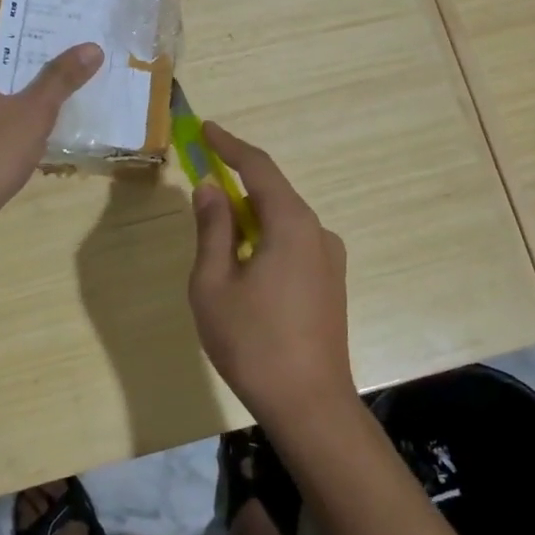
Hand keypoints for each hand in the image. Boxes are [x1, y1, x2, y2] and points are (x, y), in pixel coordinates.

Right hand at [187, 123, 356, 433]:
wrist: (310, 405)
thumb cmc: (253, 342)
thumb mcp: (214, 283)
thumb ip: (212, 228)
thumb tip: (210, 188)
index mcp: (292, 224)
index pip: (258, 167)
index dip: (230, 145)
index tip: (205, 129)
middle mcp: (318, 232)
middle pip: (272, 194)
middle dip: (236, 187)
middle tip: (202, 192)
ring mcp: (330, 259)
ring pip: (282, 223)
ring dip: (250, 222)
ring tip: (218, 252)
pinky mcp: (331, 283)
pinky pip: (293, 246)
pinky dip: (266, 243)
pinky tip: (246, 275)